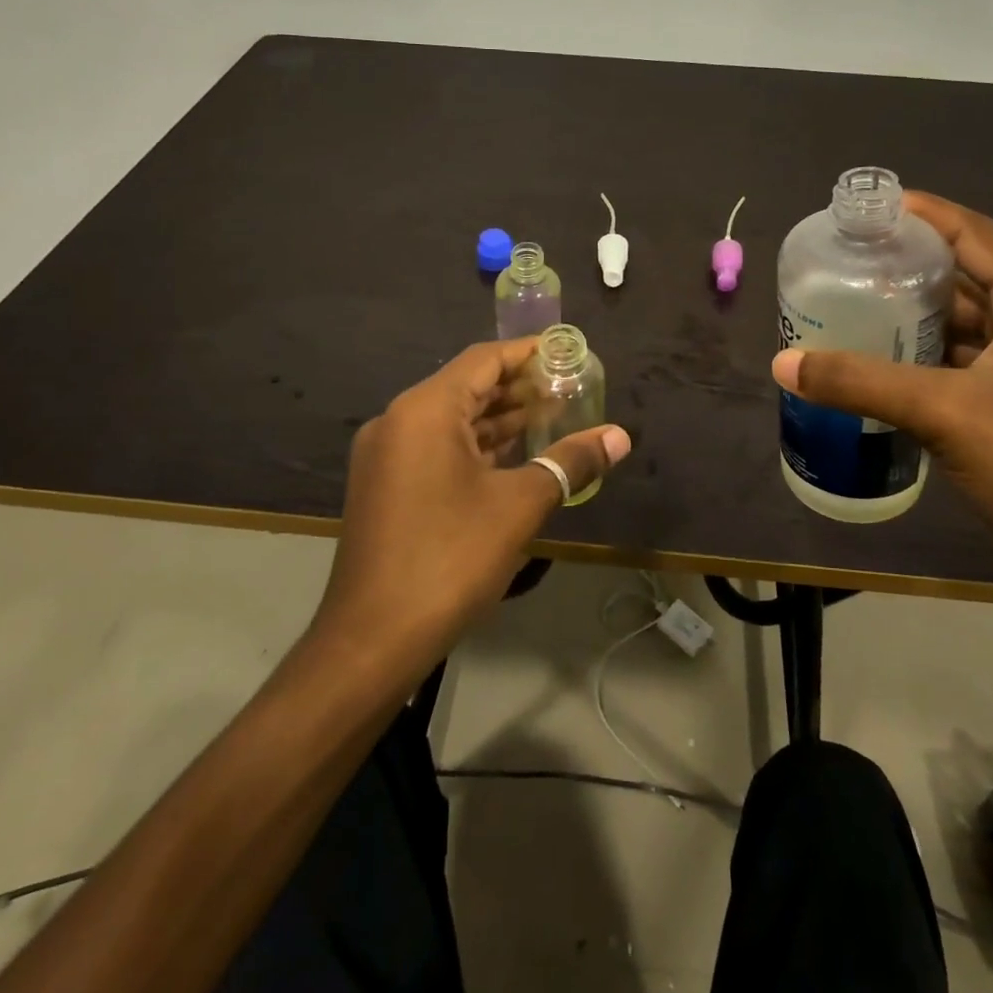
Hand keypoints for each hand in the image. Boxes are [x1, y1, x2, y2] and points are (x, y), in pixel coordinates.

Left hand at [312, 338, 630, 681]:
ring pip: (451, 420)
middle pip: (466, 387)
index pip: (483, 360)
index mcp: (424, 410)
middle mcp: (398, 420)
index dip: (528, 354)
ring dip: (498, 419)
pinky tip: (511, 456)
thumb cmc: (450, 558)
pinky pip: (436, 448)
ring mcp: (386, 455)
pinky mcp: (385, 485)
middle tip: (568, 390)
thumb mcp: (519, 505)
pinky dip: (475, 446)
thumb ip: (570, 462)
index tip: (567, 354)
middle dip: (518, 388)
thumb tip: (620, 436)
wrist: (372, 639)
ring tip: (551, 417)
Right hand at [771, 192, 992, 612]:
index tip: (865, 209)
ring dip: (909, 320)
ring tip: (845, 310)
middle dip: (906, 268)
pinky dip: (918, 365)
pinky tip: (873, 371)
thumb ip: (861, 382)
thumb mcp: (947, 413)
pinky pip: (958, 371)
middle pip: (965, 279)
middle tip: (842, 264)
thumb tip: (782, 362)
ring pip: (961, 329)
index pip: (975, 234)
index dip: (923, 213)